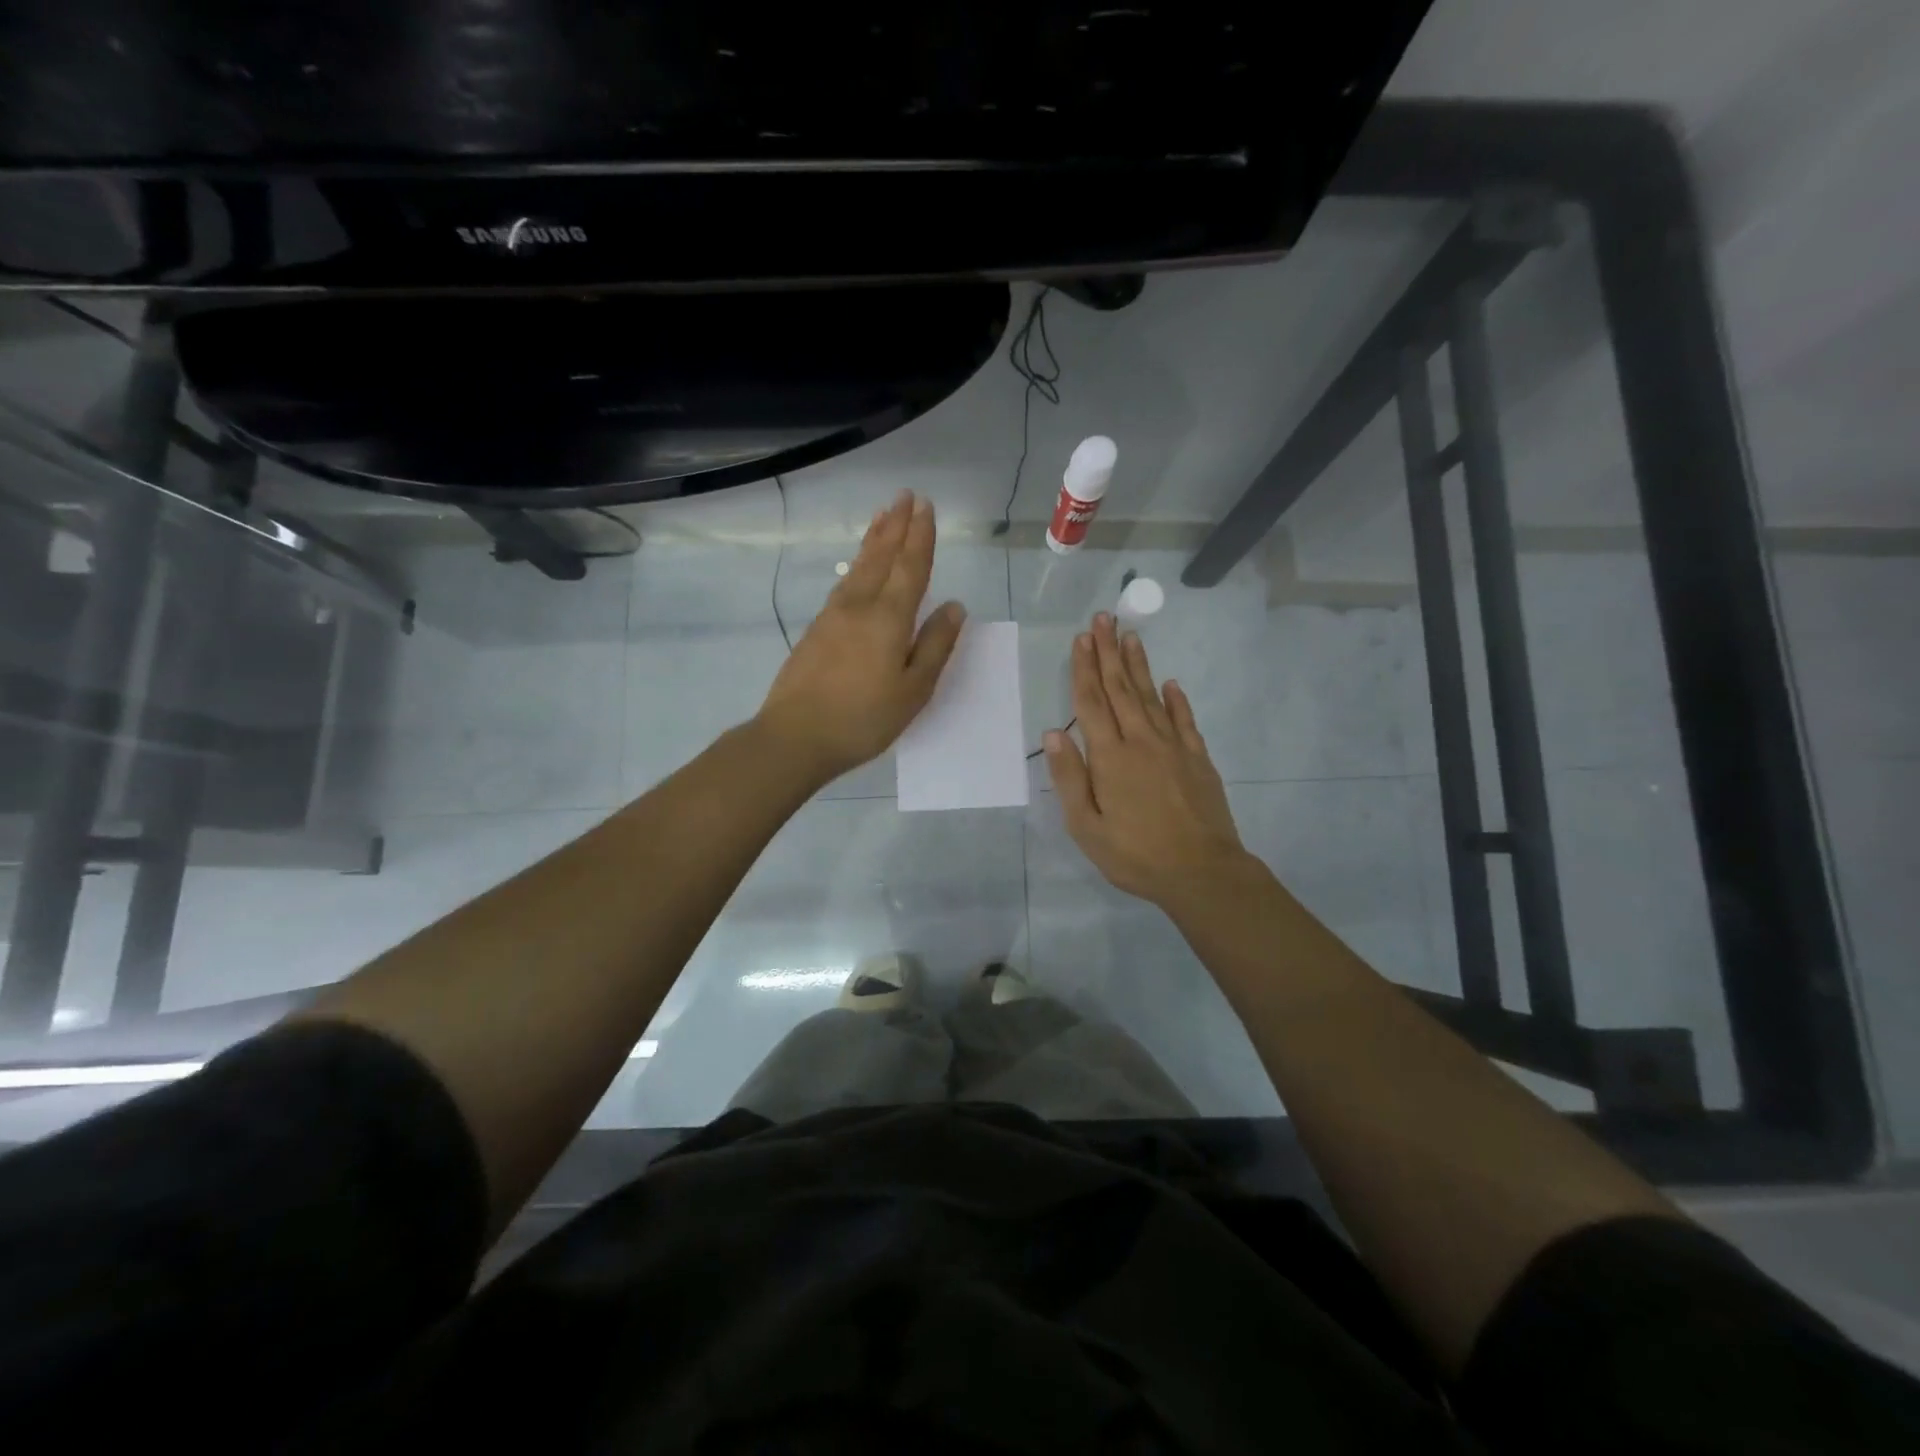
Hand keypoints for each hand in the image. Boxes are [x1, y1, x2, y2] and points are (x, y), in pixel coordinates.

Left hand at [756, 491, 964, 784]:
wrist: (795, 736)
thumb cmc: (863, 718)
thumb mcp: (913, 690)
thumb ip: (935, 646)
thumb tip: (955, 607)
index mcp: (889, 618)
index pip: (911, 567)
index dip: (920, 536)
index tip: (925, 507)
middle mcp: (859, 606)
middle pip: (881, 557)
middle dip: (896, 526)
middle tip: (905, 496)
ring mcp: (833, 616)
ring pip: (859, 567)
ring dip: (874, 539)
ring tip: (883, 517)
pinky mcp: (816, 630)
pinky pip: (844, 583)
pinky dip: (857, 564)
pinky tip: (858, 568)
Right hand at [1045, 614, 1252, 907]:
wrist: (1202, 873)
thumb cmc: (1135, 854)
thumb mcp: (1086, 827)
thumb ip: (1070, 777)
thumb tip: (1052, 733)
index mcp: (1110, 757)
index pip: (1091, 703)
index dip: (1084, 669)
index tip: (1081, 639)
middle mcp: (1141, 741)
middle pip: (1120, 689)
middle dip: (1109, 652)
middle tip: (1103, 619)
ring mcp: (1174, 747)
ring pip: (1151, 696)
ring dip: (1138, 665)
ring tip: (1130, 636)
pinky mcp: (1198, 759)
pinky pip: (1185, 720)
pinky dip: (1176, 699)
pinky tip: (1171, 683)